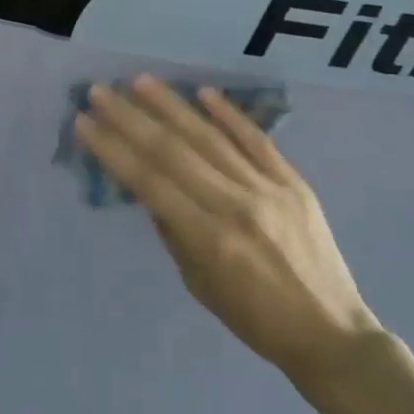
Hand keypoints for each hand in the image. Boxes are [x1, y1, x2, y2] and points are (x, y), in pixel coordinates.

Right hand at [74, 75, 382, 385]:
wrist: (329, 332)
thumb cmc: (253, 319)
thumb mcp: (198, 283)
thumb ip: (173, 231)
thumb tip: (151, 190)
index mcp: (207, 238)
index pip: (148, 182)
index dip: (112, 149)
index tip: (84, 123)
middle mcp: (235, 205)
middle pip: (173, 152)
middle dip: (131, 119)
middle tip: (100, 91)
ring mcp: (268, 189)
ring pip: (211, 138)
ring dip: (172, 107)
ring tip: (140, 81)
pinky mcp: (294, 183)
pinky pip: (258, 141)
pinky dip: (230, 115)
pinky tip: (203, 93)